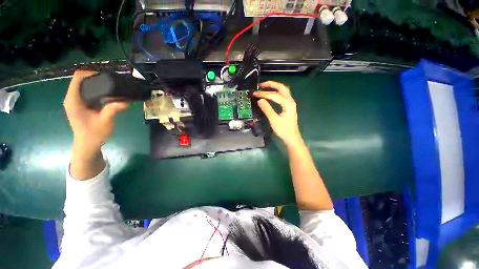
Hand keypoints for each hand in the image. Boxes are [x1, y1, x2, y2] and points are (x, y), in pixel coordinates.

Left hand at [64, 70, 128, 159]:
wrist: (87, 145)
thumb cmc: (94, 134)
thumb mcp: (105, 121)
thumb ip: (113, 109)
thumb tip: (127, 101)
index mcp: (73, 100)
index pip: (77, 78)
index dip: (90, 73)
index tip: (106, 76)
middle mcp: (71, 98)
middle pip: (80, 80)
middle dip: (95, 78)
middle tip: (112, 82)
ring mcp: (75, 101)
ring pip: (83, 85)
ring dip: (97, 84)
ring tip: (112, 87)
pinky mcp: (79, 105)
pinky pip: (86, 92)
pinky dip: (96, 90)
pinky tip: (108, 95)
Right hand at [253, 81, 302, 146]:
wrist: (292, 137)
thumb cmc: (283, 130)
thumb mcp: (274, 120)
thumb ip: (267, 109)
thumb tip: (259, 100)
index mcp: (288, 103)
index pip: (274, 95)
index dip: (264, 93)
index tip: (255, 94)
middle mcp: (290, 101)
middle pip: (281, 88)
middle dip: (271, 84)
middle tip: (261, 85)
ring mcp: (290, 103)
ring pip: (283, 90)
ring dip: (274, 87)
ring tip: (265, 87)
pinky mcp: (289, 106)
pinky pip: (283, 95)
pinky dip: (276, 92)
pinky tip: (271, 95)